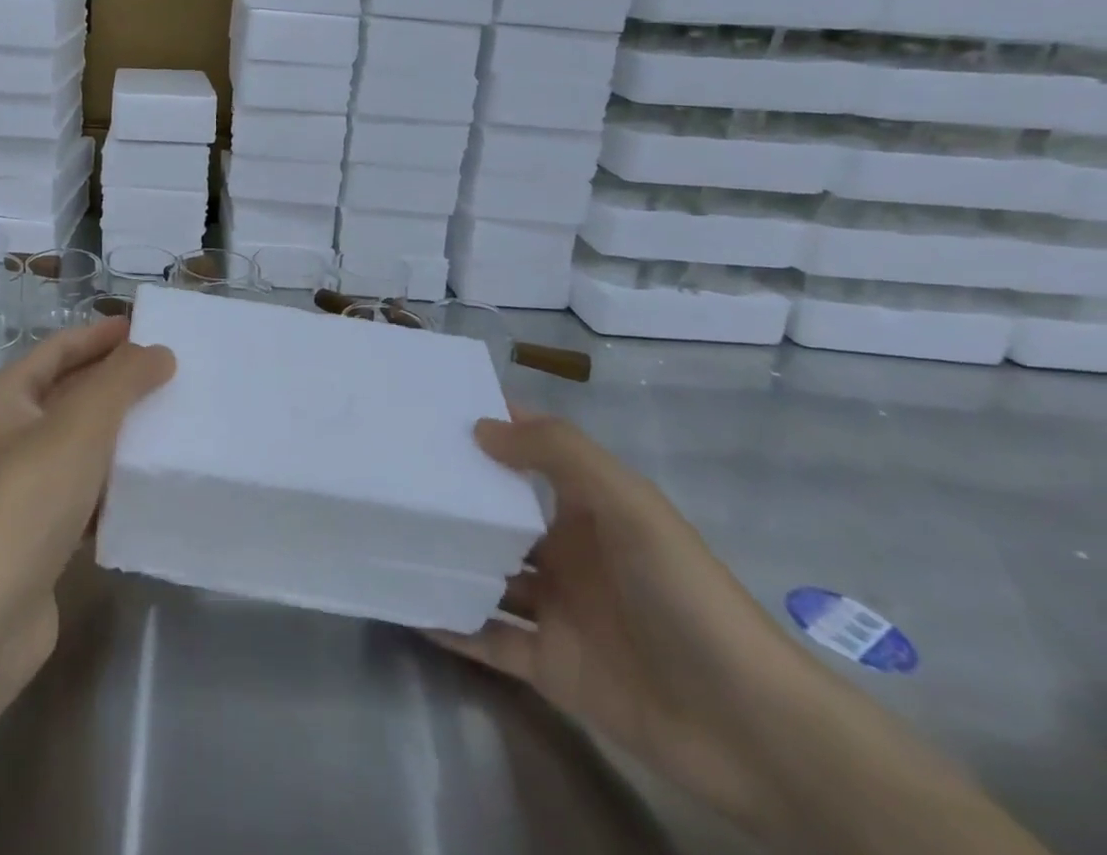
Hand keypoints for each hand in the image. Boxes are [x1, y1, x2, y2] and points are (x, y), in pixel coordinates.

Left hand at [0, 317, 173, 707]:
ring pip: (79, 448)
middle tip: (172, 373)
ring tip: (173, 423)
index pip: (57, 349)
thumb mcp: (78, 426)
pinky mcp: (37, 539)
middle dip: (116, 382)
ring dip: (120, 435)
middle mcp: (6, 437)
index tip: (145, 327)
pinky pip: (83, 496)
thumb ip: (121, 381)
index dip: (99, 335)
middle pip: (69, 395)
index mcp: (4, 399)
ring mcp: (20, 491)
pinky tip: (150, 486)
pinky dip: (113, 487)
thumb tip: (157, 351)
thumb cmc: (22, 502)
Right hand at [427, 412, 821, 831]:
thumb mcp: (628, 504)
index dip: (490, 427)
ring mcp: (556, 609)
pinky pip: (486, 637)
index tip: (430, 408)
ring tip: (386, 531)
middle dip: (453, 493)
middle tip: (389, 468)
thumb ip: (557, 453)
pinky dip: (449, 623)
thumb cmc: (684, 594)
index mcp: (589, 509)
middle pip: (498, 515)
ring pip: (485, 573)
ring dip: (445, 556)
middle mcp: (567, 552)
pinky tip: (405, 602)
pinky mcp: (547, 664)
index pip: (531, 453)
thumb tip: (479, 427)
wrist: (750, 728)